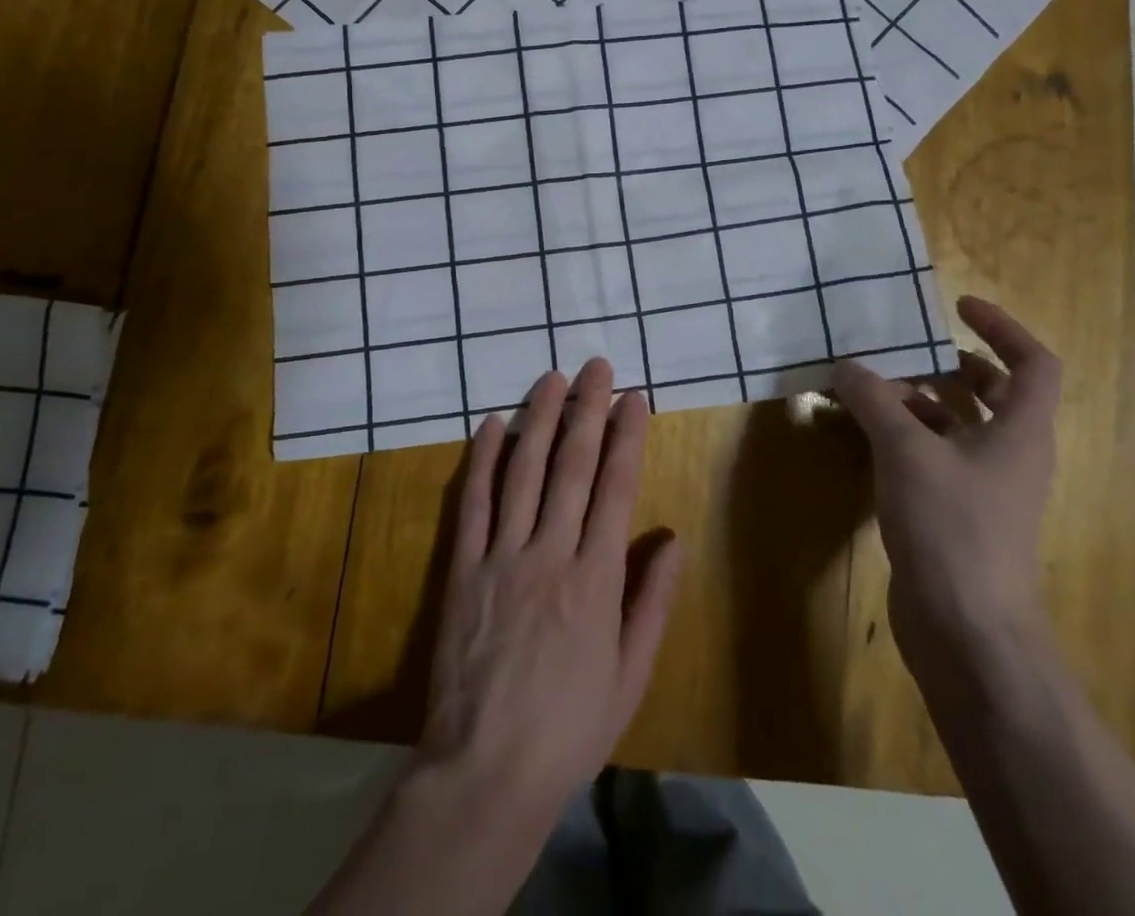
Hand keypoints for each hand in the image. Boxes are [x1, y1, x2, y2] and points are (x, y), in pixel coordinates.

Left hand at [416, 358, 683, 816]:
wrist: (485, 769)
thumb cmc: (569, 727)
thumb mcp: (631, 676)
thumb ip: (651, 601)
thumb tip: (672, 538)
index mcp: (595, 578)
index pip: (616, 489)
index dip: (627, 437)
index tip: (635, 397)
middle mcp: (550, 552)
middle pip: (572, 466)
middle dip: (587, 410)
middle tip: (596, 366)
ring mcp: (502, 556)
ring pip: (524, 471)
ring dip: (540, 419)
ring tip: (552, 377)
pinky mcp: (462, 568)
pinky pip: (473, 503)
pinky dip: (483, 459)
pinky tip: (492, 424)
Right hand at [833, 296, 1059, 686]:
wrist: (968, 632)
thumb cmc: (952, 529)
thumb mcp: (906, 452)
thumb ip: (875, 401)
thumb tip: (847, 366)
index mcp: (1021, 433)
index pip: (1033, 364)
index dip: (1002, 327)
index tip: (956, 307)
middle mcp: (1011, 456)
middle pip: (995, 393)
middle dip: (951, 366)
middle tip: (904, 351)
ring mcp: (985, 489)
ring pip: (960, 427)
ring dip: (921, 402)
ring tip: (871, 388)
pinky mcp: (957, 515)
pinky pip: (936, 458)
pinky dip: (907, 438)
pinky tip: (866, 436)